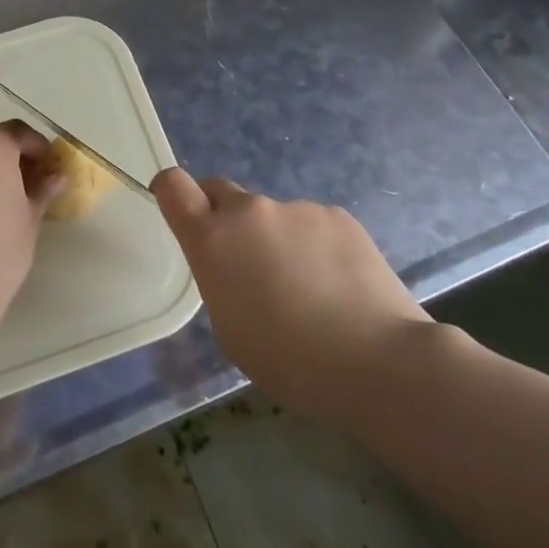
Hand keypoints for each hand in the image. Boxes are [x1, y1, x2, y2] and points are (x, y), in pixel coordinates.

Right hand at [154, 169, 429, 431]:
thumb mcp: (230, 329)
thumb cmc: (290, 361)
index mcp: (213, 239)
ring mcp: (297, 208)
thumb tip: (235, 264)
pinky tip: (340, 287)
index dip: (171, 191)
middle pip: (222, 194)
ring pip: (273, 217)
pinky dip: (316, 247)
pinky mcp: (337, 215)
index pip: (173, 186)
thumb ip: (221, 279)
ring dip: (278, 240)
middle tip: (248, 266)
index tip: (180, 210)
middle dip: (225, 220)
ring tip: (310, 291)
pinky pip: (312, 225)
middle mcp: (250, 211)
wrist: (378, 360)